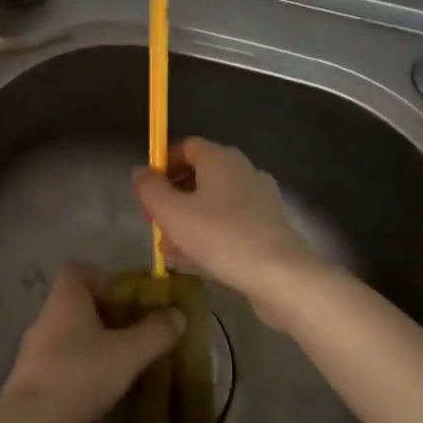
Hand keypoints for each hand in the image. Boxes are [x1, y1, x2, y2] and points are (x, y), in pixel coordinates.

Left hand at [1, 262, 183, 422]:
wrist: (31, 422)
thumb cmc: (80, 375)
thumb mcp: (127, 353)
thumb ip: (155, 332)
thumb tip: (177, 314)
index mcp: (65, 299)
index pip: (76, 269)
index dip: (101, 276)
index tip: (125, 297)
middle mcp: (46, 316)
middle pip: (75, 300)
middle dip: (105, 312)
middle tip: (132, 332)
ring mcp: (35, 347)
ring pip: (68, 331)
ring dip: (93, 341)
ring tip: (120, 361)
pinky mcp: (32, 376)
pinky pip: (61, 358)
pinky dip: (80, 365)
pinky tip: (98, 386)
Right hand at [132, 138, 319, 312]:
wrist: (280, 276)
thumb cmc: (220, 236)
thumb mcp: (171, 213)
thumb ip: (150, 188)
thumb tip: (141, 172)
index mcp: (220, 158)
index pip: (186, 146)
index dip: (162, 164)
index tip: (147, 191)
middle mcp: (243, 170)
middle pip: (199, 176)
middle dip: (173, 198)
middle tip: (155, 224)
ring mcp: (261, 199)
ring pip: (214, 203)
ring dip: (188, 220)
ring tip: (170, 250)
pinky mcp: (270, 226)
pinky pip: (231, 222)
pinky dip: (210, 234)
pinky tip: (196, 260)